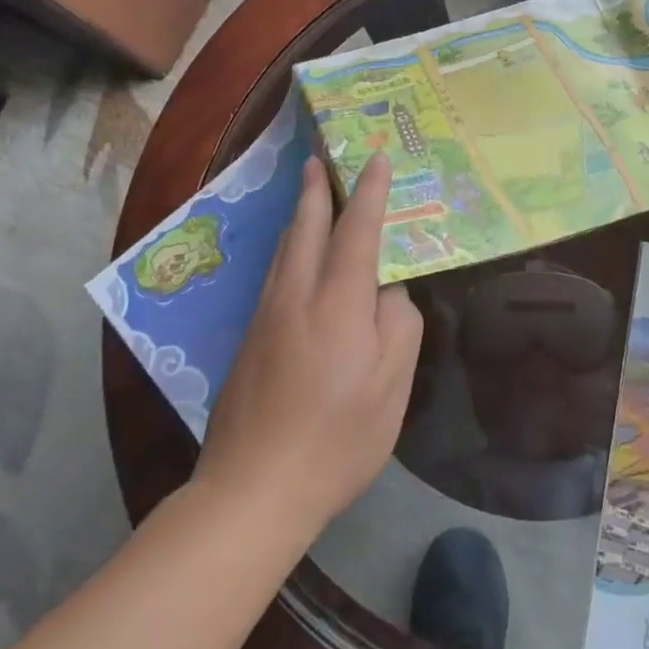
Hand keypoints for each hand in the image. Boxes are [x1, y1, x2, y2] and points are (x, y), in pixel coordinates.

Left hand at [197, 154, 422, 538]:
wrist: (253, 491)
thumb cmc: (337, 438)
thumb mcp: (392, 384)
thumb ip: (399, 324)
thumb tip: (387, 291)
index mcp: (337, 302)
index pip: (357, 230)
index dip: (371, 192)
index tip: (378, 159)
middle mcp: (295, 296)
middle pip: (306, 227)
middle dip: (316, 189)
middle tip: (320, 158)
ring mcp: (265, 317)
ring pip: (284, 249)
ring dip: (299, 214)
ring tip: (309, 192)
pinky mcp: (249, 340)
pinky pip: (274, 273)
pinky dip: (290, 246)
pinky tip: (294, 254)